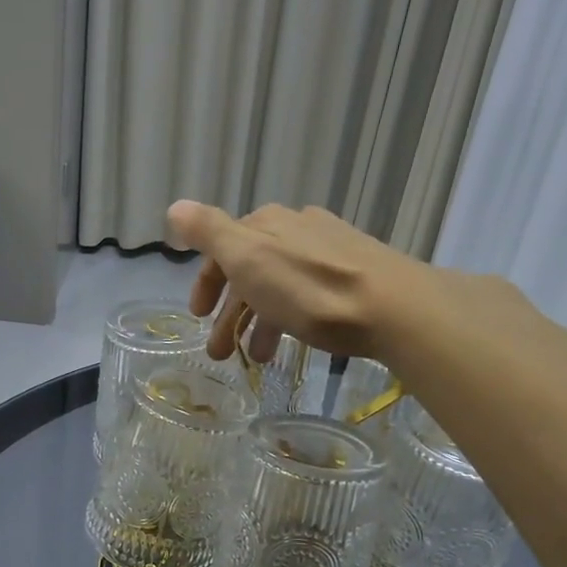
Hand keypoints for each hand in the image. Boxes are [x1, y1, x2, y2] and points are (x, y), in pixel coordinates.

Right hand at [166, 200, 427, 363]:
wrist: (392, 307)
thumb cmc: (308, 287)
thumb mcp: (247, 257)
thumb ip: (208, 232)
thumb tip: (174, 208)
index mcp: (266, 223)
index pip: (222, 249)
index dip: (206, 283)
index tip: (197, 317)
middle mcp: (296, 229)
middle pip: (249, 271)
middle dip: (229, 312)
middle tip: (220, 352)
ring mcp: (328, 250)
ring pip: (278, 286)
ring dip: (258, 322)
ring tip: (256, 358)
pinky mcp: (354, 275)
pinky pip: (306, 295)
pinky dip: (288, 319)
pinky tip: (292, 342)